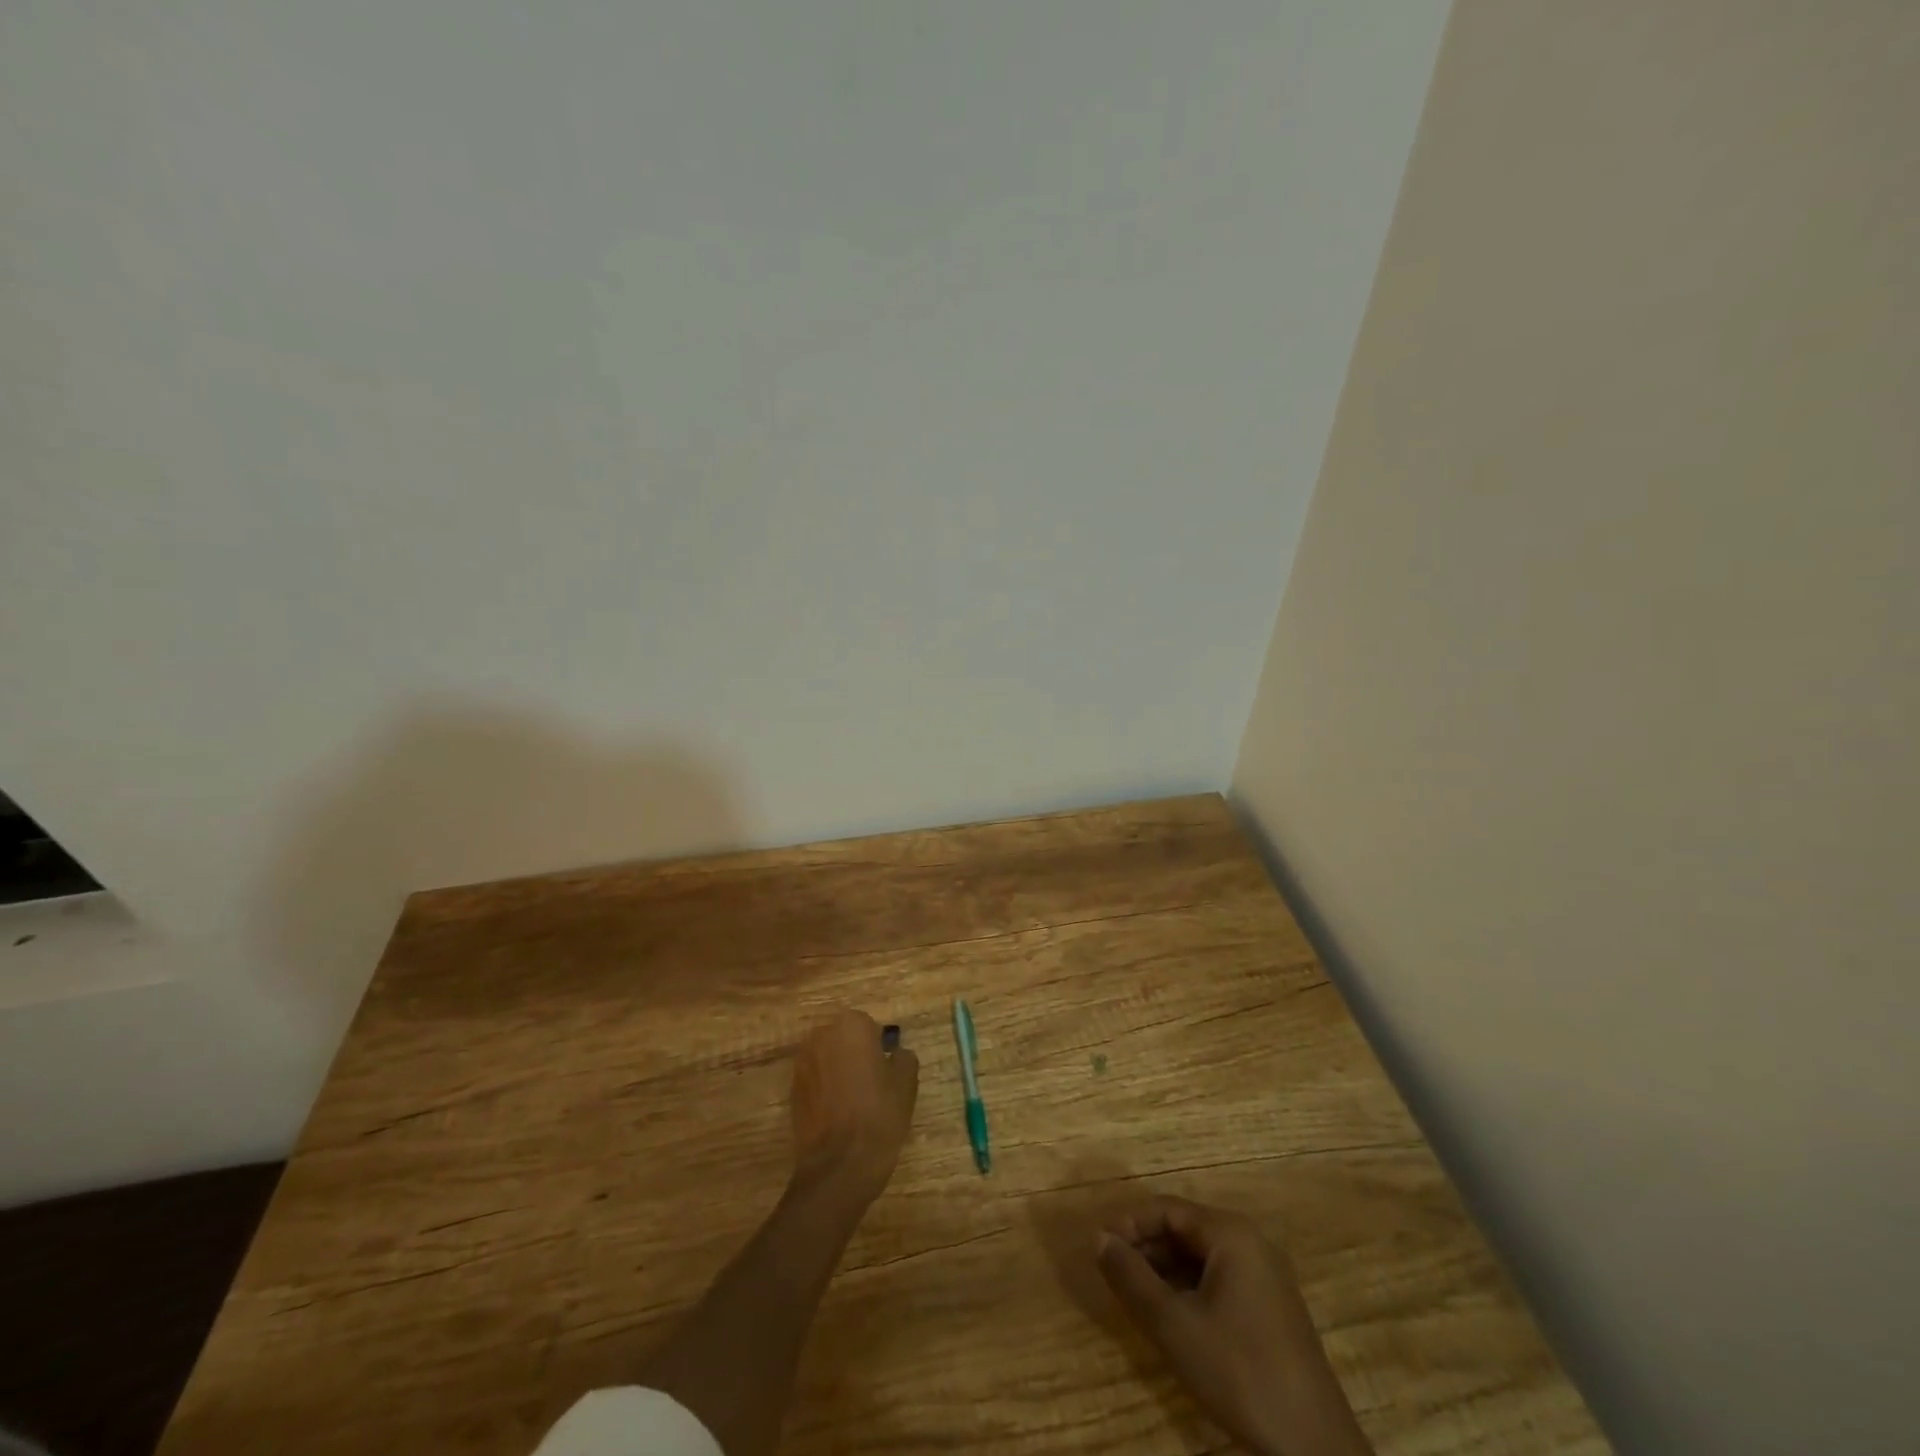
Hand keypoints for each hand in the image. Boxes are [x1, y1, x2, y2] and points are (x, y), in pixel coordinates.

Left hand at [789, 1009, 918, 1207]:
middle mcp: (822, 1035)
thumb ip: (903, 1057)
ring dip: (839, 1069)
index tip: (886, 1069)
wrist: (839, 1165)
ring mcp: (803, 1062)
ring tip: (855, 1099)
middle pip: (844, 1038)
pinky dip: (825, 1088)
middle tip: (873, 1082)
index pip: (869, 1026)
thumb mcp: (906, 1083)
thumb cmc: (879, 1116)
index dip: (880, 1047)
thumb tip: (895, 1053)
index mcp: (852, 1026)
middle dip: (856, 1054)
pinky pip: (815, 1078)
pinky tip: (838, 1112)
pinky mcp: (792, 1089)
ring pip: (828, 1057)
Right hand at [1097, 1196, 1372, 1455]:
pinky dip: (1189, 1287)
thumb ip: (1132, 1278)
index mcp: (1231, 1234)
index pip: (1168, 1209)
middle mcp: (1251, 1242)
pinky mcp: (1271, 1307)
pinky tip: (1171, 1314)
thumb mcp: (1174, 1326)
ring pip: (1201, 1256)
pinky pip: (1219, 1278)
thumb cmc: (1239, 1372)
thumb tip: (1099, 1238)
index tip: (1100, 1247)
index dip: (1130, 1223)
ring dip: (1164, 1269)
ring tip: (1133, 1293)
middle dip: (1146, 1246)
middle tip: (1112, 1271)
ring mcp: (1265, 1275)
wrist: (1313, 1447)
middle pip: (1185, 1229)